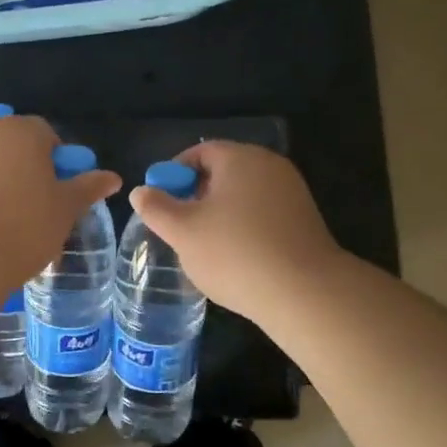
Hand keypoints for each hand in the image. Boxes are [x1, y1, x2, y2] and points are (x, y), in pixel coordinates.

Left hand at [0, 115, 121, 282]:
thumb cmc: (24, 225)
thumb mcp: (65, 209)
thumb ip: (87, 188)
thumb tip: (112, 177)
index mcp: (22, 131)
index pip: (45, 134)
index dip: (55, 161)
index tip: (57, 192)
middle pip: (10, 147)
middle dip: (22, 170)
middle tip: (32, 209)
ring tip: (1, 223)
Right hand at [127, 141, 341, 318]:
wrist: (306, 294)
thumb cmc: (235, 253)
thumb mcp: (182, 232)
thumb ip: (156, 208)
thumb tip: (141, 191)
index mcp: (240, 159)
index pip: (199, 153)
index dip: (174, 174)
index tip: (161, 203)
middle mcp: (269, 166)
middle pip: (223, 172)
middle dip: (197, 195)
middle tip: (179, 226)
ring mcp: (292, 192)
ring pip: (244, 195)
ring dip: (221, 214)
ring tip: (205, 246)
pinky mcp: (305, 220)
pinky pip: (264, 214)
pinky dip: (245, 227)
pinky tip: (237, 258)